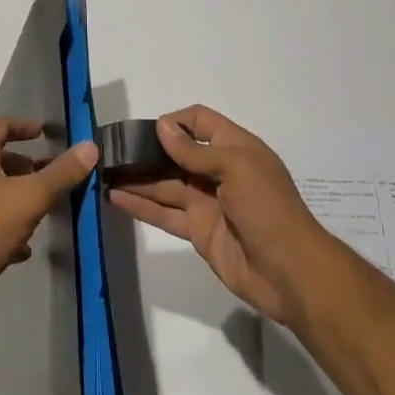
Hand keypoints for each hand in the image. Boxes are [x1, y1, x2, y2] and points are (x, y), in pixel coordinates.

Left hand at [0, 117, 98, 306]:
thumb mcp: (30, 198)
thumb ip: (61, 173)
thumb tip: (89, 146)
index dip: (22, 125)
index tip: (44, 132)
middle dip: (23, 164)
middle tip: (47, 175)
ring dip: (15, 196)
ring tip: (40, 210)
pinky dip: (4, 226)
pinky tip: (22, 248)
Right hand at [108, 105, 332, 327]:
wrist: (291, 273)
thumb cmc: (268, 208)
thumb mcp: (236, 168)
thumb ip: (196, 151)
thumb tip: (162, 126)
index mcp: (234, 148)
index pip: (200, 121)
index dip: (175, 121)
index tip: (148, 129)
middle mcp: (217, 171)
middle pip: (176, 153)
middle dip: (147, 149)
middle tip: (112, 149)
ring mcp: (206, 202)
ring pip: (164, 183)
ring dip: (137, 177)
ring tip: (103, 171)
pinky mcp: (197, 231)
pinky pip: (164, 213)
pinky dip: (140, 205)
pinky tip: (114, 198)